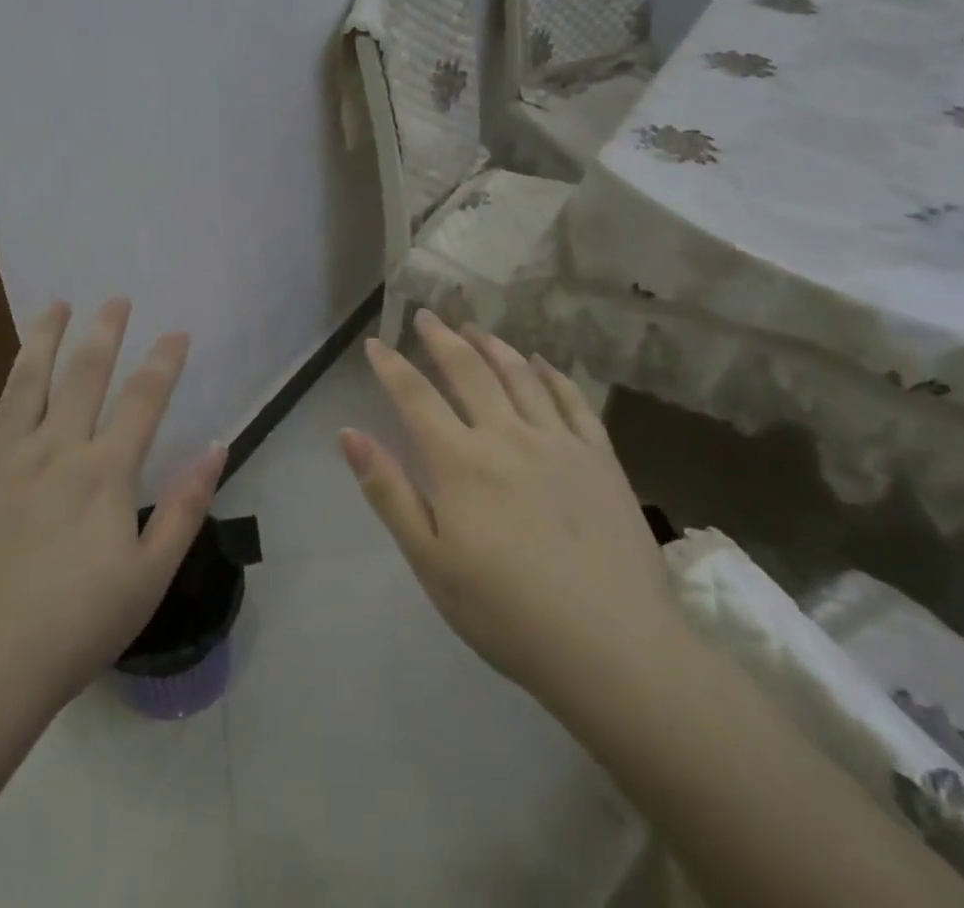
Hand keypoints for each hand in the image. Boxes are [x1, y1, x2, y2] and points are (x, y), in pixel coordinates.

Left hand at [0, 298, 225, 717]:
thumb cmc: (70, 632)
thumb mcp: (148, 579)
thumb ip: (185, 508)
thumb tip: (215, 446)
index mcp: (104, 473)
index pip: (144, 400)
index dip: (164, 362)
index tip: (178, 332)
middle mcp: (54, 449)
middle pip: (84, 374)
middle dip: (105, 332)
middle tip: (116, 299)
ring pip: (24, 379)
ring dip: (43, 336)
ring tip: (56, 303)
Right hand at [341, 310, 680, 723]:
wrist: (615, 649)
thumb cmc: (508, 614)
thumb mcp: (430, 562)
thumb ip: (388, 492)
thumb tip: (348, 434)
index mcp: (460, 462)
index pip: (415, 396)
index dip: (391, 366)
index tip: (374, 344)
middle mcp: (507, 436)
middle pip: (468, 370)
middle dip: (441, 338)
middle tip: (426, 315)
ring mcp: (558, 441)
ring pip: (519, 374)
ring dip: (492, 345)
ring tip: (474, 328)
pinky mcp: (600, 456)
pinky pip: (572, 399)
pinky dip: (551, 373)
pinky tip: (541, 362)